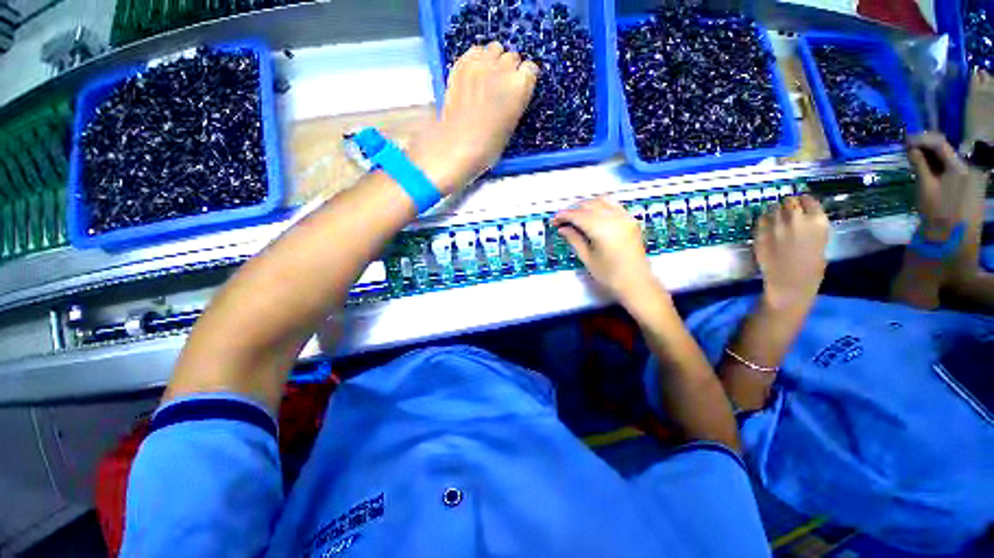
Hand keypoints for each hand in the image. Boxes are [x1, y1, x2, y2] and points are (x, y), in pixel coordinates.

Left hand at [411, 42, 538, 193]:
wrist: (458, 145)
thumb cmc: (489, 145)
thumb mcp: (511, 124)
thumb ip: (515, 101)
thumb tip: (512, 92)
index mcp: (520, 87)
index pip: (530, 69)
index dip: (525, 80)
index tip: (520, 89)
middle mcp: (503, 68)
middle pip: (512, 57)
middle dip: (509, 70)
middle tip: (501, 87)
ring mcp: (480, 63)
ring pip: (494, 49)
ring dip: (494, 60)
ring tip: (488, 77)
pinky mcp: (461, 64)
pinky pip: (474, 51)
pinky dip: (477, 59)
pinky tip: (474, 75)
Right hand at [552, 198, 661, 307]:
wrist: (636, 283)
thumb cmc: (609, 275)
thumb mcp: (587, 258)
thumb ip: (574, 239)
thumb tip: (562, 228)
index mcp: (602, 229)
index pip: (578, 215)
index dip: (564, 216)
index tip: (554, 220)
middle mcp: (614, 218)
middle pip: (589, 205)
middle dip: (573, 210)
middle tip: (562, 220)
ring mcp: (624, 217)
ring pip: (601, 201)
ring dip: (586, 205)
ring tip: (576, 216)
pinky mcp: (630, 220)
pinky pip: (613, 205)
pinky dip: (600, 205)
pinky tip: (593, 214)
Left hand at [754, 195, 829, 312]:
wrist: (789, 283)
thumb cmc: (811, 268)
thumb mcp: (820, 241)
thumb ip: (811, 226)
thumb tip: (803, 215)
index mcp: (817, 222)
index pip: (808, 200)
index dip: (803, 201)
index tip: (801, 203)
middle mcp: (796, 220)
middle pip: (789, 201)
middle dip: (788, 205)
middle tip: (787, 211)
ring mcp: (776, 227)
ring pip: (773, 208)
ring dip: (775, 212)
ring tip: (776, 219)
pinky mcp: (760, 234)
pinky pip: (761, 220)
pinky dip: (764, 221)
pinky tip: (767, 227)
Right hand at [906, 132, 976, 241]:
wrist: (952, 243)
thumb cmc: (937, 214)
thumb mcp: (926, 188)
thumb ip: (920, 165)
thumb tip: (911, 147)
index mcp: (961, 166)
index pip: (940, 143)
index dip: (921, 139)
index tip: (904, 140)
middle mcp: (970, 168)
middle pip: (946, 152)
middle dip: (927, 149)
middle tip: (907, 150)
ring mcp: (971, 179)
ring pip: (948, 162)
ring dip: (932, 159)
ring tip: (915, 160)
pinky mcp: (969, 189)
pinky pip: (952, 172)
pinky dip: (938, 169)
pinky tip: (927, 172)